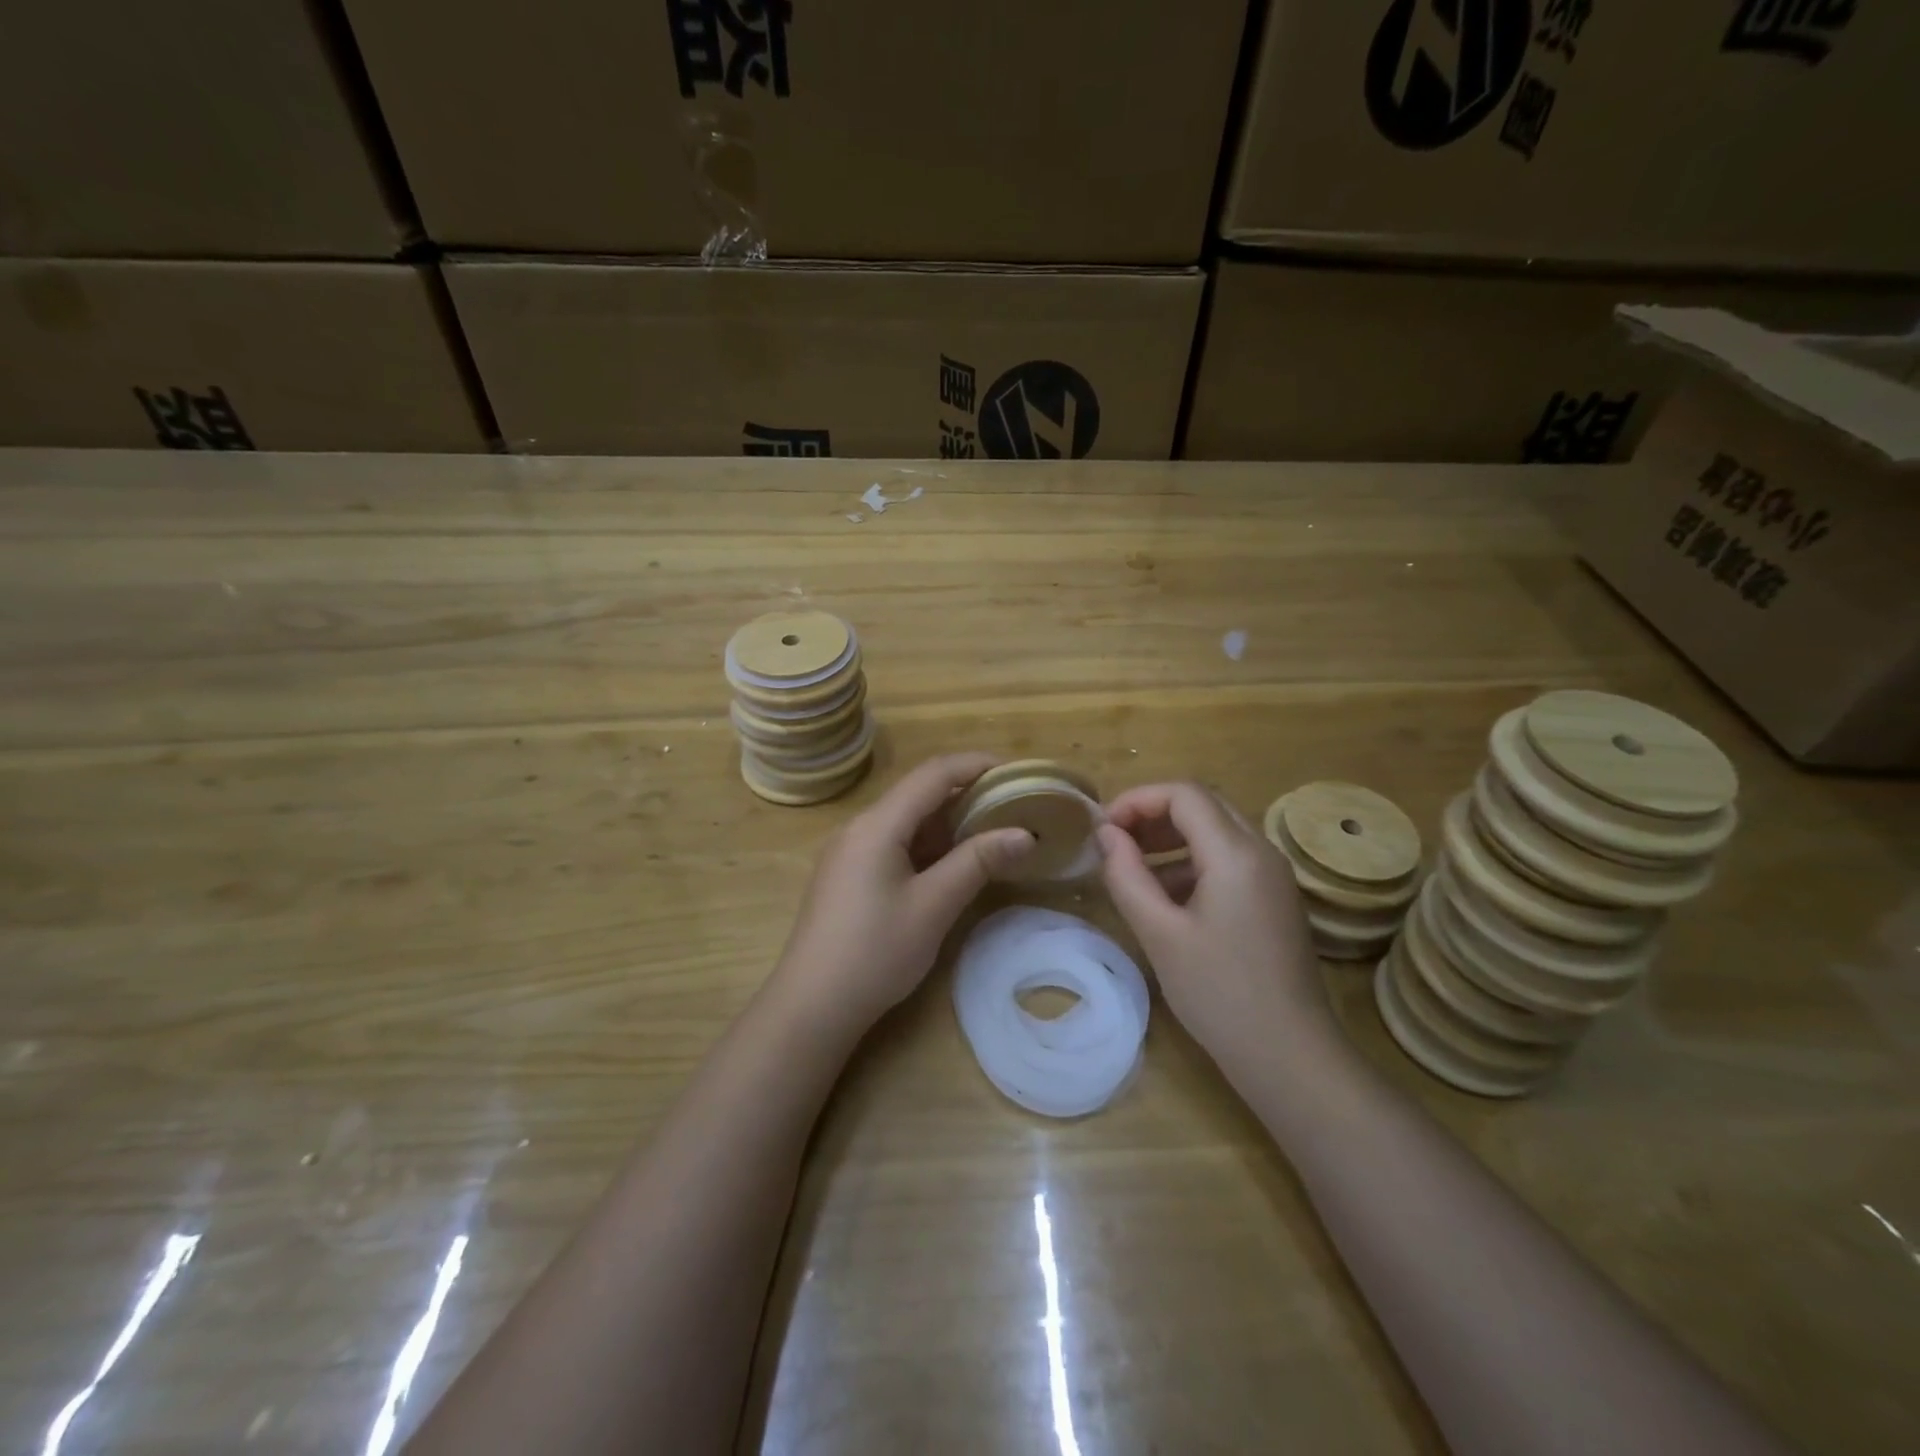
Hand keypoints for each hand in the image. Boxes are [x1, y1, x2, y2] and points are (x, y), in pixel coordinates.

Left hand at [771, 753, 1032, 1035]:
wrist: (812, 1006)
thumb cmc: (875, 952)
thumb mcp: (934, 905)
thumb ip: (978, 862)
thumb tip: (1024, 833)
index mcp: (878, 824)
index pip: (934, 773)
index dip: (976, 764)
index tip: (1017, 771)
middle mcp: (860, 827)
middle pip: (918, 793)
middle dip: (967, 794)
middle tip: (1012, 806)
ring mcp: (850, 851)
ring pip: (907, 820)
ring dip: (949, 822)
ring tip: (993, 832)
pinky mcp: (849, 875)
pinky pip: (894, 843)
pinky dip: (929, 845)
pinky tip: (953, 863)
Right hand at [1097, 782, 1335, 1070]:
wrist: (1290, 1056)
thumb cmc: (1219, 993)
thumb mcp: (1160, 934)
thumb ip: (1127, 876)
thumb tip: (1106, 834)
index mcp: (1237, 854)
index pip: (1184, 794)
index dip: (1137, 799)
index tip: (1104, 828)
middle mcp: (1262, 852)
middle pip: (1203, 806)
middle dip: (1153, 815)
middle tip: (1114, 842)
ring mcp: (1273, 877)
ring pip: (1216, 832)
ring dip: (1171, 838)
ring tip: (1131, 867)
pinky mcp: (1274, 900)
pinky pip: (1229, 861)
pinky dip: (1191, 863)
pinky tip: (1165, 899)